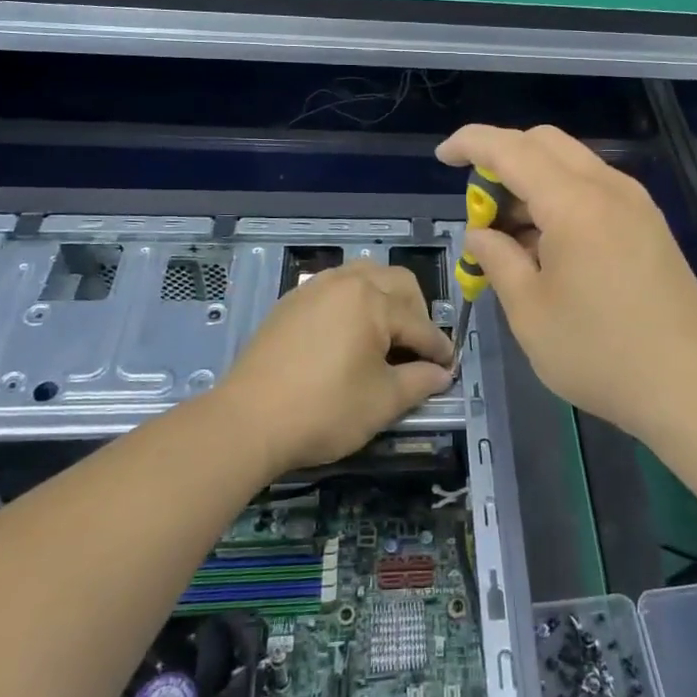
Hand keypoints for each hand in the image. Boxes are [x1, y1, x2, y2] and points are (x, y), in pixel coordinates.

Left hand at [219, 260, 453, 471]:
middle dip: (417, 312)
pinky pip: (335, 286)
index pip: (419, 323)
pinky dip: (354, 300)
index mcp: (372, 300)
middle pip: (397, 283)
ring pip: (365, 275)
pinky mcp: (291, 301)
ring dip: (385, 297)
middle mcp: (346, 282)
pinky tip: (350, 332)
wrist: (247, 421)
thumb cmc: (324, 411)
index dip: (439, 348)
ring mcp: (314, 288)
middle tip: (419, 348)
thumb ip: (419, 382)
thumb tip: (441, 374)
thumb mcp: (382, 401)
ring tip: (387, 333)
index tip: (449, 367)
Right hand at [436, 124, 696, 438]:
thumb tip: (481, 234)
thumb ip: (498, 259)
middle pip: (545, 143)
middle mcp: (608, 188)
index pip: (511, 149)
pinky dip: (562, 199)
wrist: (688, 385)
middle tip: (481, 208)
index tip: (443, 156)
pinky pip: (595, 189)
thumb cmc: (598, 352)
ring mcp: (636, 203)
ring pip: (572, 164)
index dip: (471, 144)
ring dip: (533, 182)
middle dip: (502, 160)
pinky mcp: (649, 224)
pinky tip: (550, 247)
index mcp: (574, 203)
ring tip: (512, 238)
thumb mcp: (529, 311)